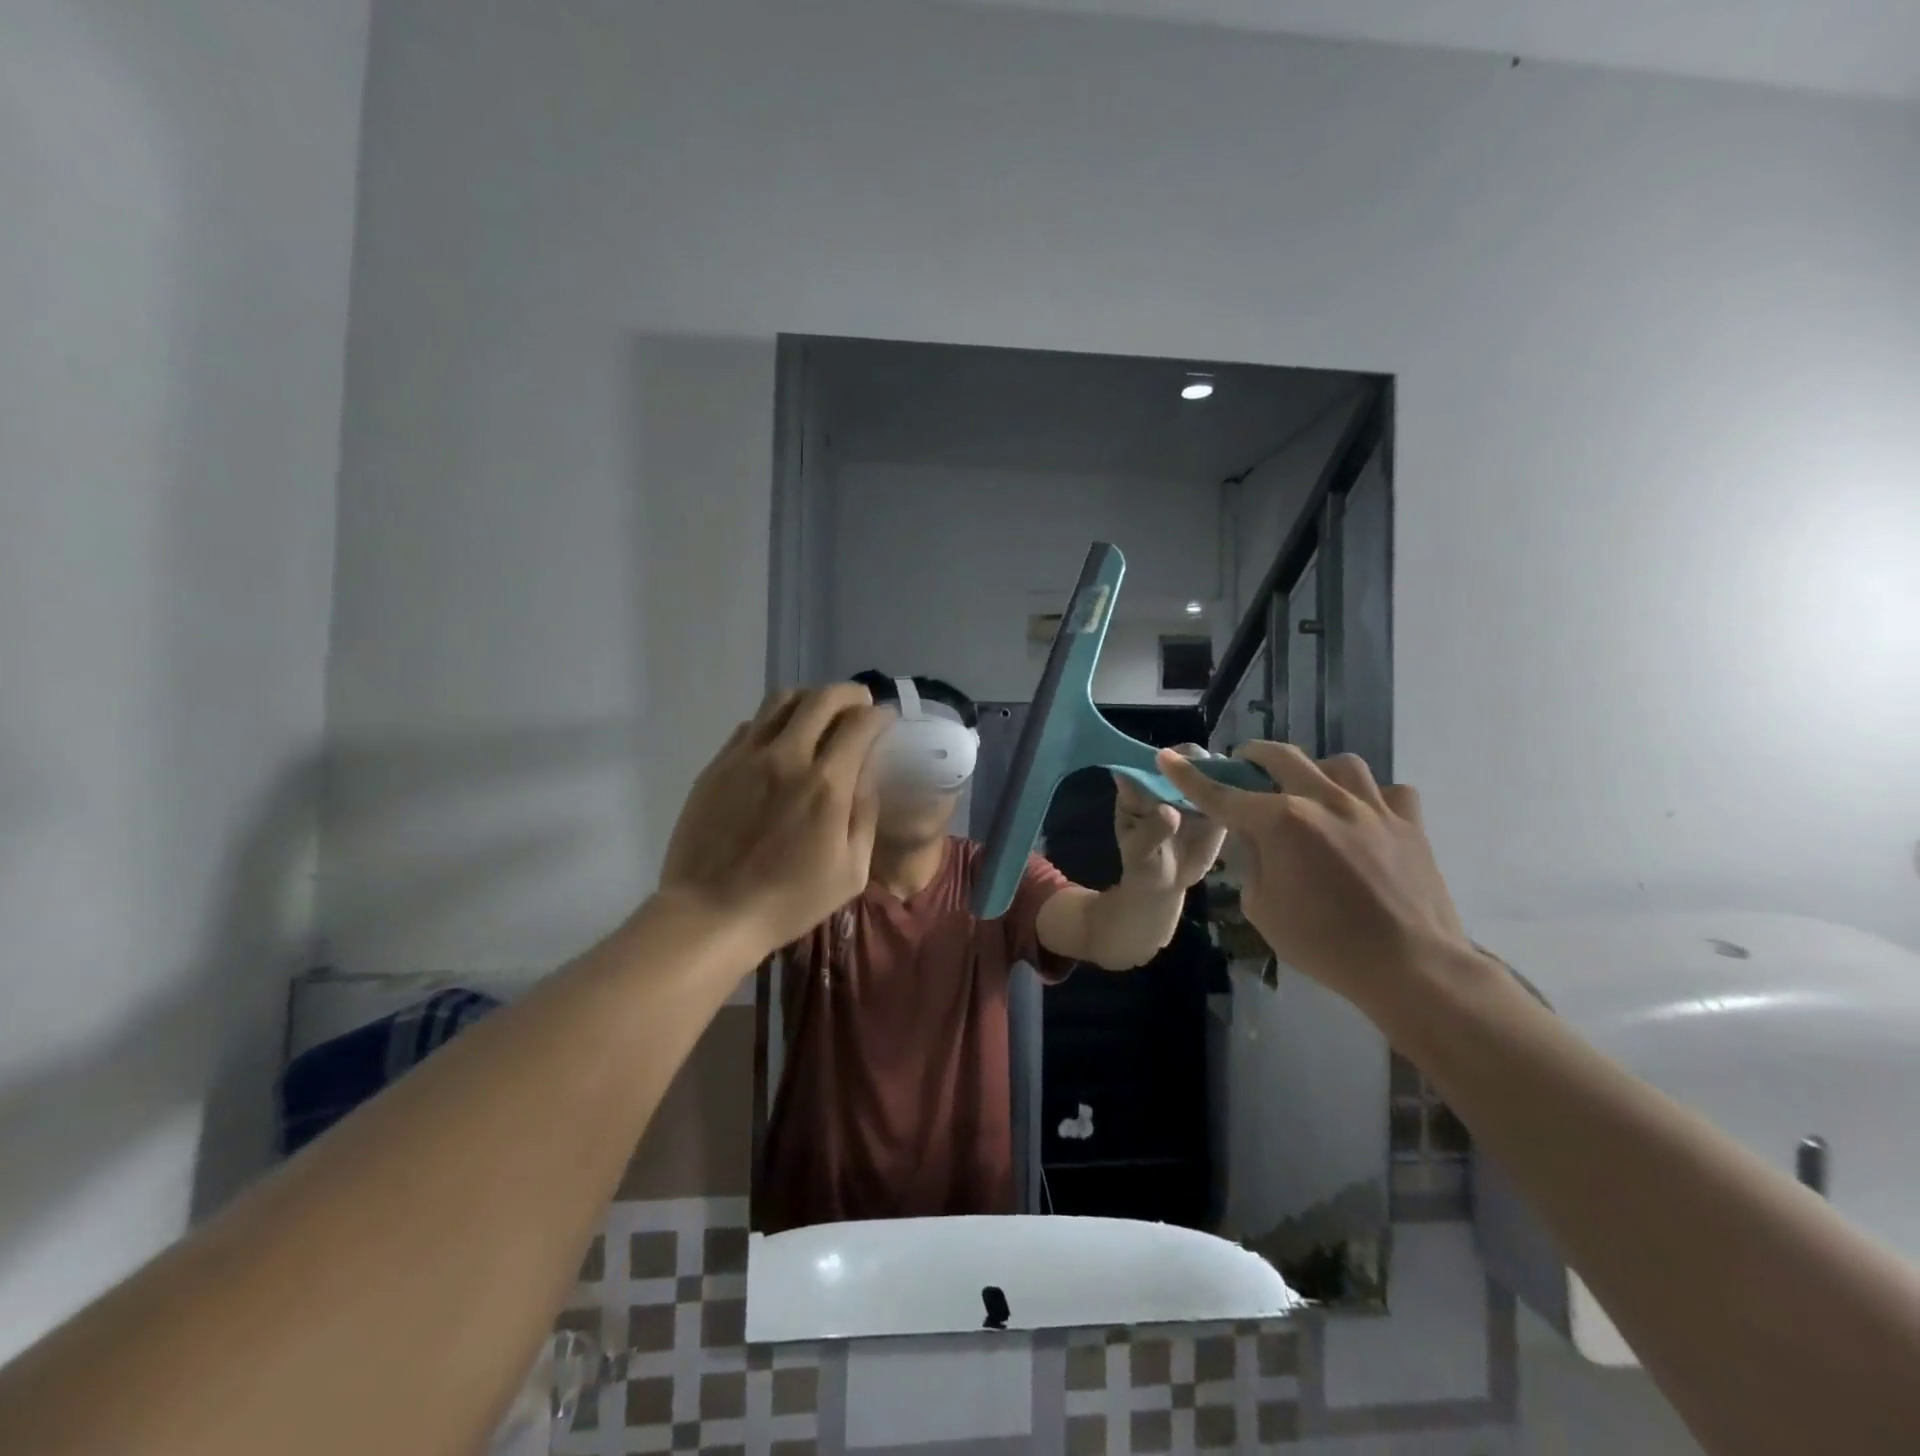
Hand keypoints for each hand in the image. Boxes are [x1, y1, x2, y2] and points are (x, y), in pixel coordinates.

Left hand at [659, 684, 893, 956]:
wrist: (711, 913)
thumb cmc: (789, 900)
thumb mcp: (851, 871)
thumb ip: (865, 813)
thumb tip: (868, 773)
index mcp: (826, 785)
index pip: (861, 724)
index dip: (880, 715)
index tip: (886, 719)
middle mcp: (788, 757)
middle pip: (823, 698)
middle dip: (850, 694)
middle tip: (860, 705)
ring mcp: (747, 756)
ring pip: (782, 699)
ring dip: (810, 699)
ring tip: (820, 714)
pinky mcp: (718, 764)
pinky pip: (752, 723)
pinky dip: (776, 721)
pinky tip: (781, 741)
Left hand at [1112, 745, 1228, 894]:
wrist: (1166, 883)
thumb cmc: (1143, 864)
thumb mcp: (1138, 852)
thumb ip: (1150, 832)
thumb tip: (1169, 811)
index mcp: (1140, 785)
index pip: (1150, 760)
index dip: (1165, 758)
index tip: (1180, 766)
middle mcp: (1168, 779)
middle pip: (1185, 756)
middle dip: (1199, 761)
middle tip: (1213, 776)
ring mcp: (1193, 789)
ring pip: (1211, 768)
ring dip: (1224, 770)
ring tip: (1235, 786)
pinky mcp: (1217, 803)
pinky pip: (1230, 790)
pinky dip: (1241, 788)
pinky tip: (1254, 797)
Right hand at [1156, 743, 1471, 1014]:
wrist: (1411, 967)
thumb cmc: (1325, 945)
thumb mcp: (1263, 908)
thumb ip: (1251, 863)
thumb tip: (1253, 839)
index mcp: (1282, 822)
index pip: (1223, 794)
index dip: (1190, 777)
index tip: (1168, 758)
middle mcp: (1326, 801)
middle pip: (1282, 758)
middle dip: (1253, 755)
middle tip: (1243, 764)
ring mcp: (1373, 807)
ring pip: (1340, 764)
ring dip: (1315, 771)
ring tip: (1310, 790)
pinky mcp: (1409, 823)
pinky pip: (1388, 791)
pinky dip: (1369, 797)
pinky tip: (1362, 817)